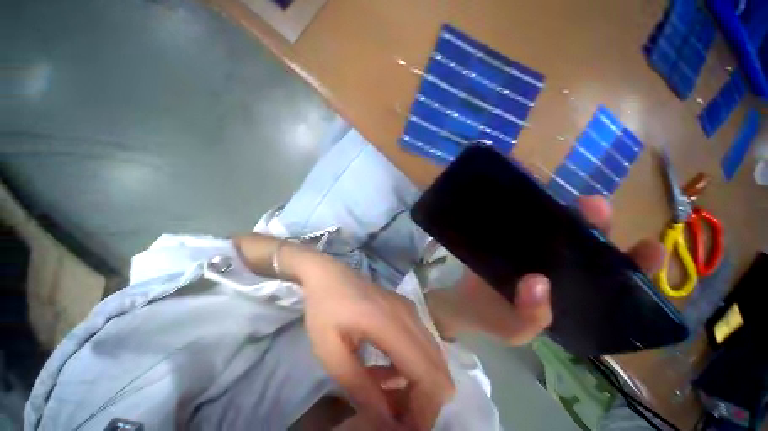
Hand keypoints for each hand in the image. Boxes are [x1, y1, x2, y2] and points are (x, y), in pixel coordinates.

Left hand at [294, 252, 454, 429]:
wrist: (329, 274)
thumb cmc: (324, 308)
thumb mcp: (330, 351)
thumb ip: (359, 386)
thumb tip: (386, 419)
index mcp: (389, 323)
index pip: (427, 374)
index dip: (424, 410)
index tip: (404, 430)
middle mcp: (409, 315)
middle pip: (438, 369)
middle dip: (424, 402)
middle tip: (396, 417)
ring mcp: (410, 310)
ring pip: (433, 358)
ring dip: (419, 386)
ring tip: (389, 399)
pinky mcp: (407, 310)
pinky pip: (423, 346)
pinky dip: (414, 368)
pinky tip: (389, 374)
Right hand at [427, 196, 665, 344]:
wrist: (460, 301)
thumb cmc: (491, 319)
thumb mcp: (515, 329)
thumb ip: (531, 317)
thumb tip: (538, 283)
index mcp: (570, 296)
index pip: (613, 281)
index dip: (635, 265)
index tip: (650, 246)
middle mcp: (557, 268)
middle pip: (585, 244)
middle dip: (595, 224)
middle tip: (593, 206)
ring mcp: (531, 250)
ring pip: (554, 228)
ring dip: (562, 212)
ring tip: (563, 200)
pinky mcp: (508, 239)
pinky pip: (520, 223)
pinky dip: (526, 211)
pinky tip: (525, 201)